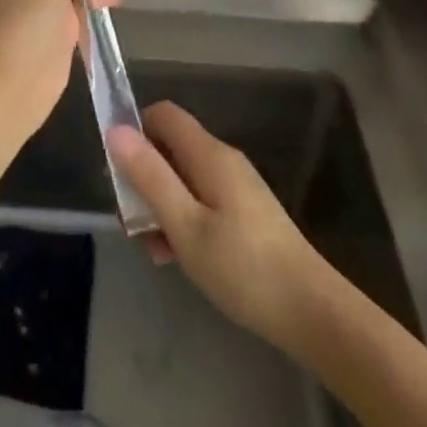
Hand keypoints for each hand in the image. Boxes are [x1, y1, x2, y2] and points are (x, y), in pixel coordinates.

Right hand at [108, 103, 332, 348]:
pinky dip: (184, 220)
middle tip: (132, 224)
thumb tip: (115, 129)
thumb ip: (149, 176)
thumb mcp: (184, 224)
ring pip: (185, 179)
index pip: (163, 114)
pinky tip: (180, 258)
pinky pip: (202, 200)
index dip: (135, 131)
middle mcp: (223, 159)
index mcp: (209, 153)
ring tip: (155, 251)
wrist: (311, 312)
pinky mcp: (246, 213)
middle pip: (171, 148)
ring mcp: (237, 187)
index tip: (118, 171)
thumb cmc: (241, 267)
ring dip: (162, 206)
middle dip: (145, 178)